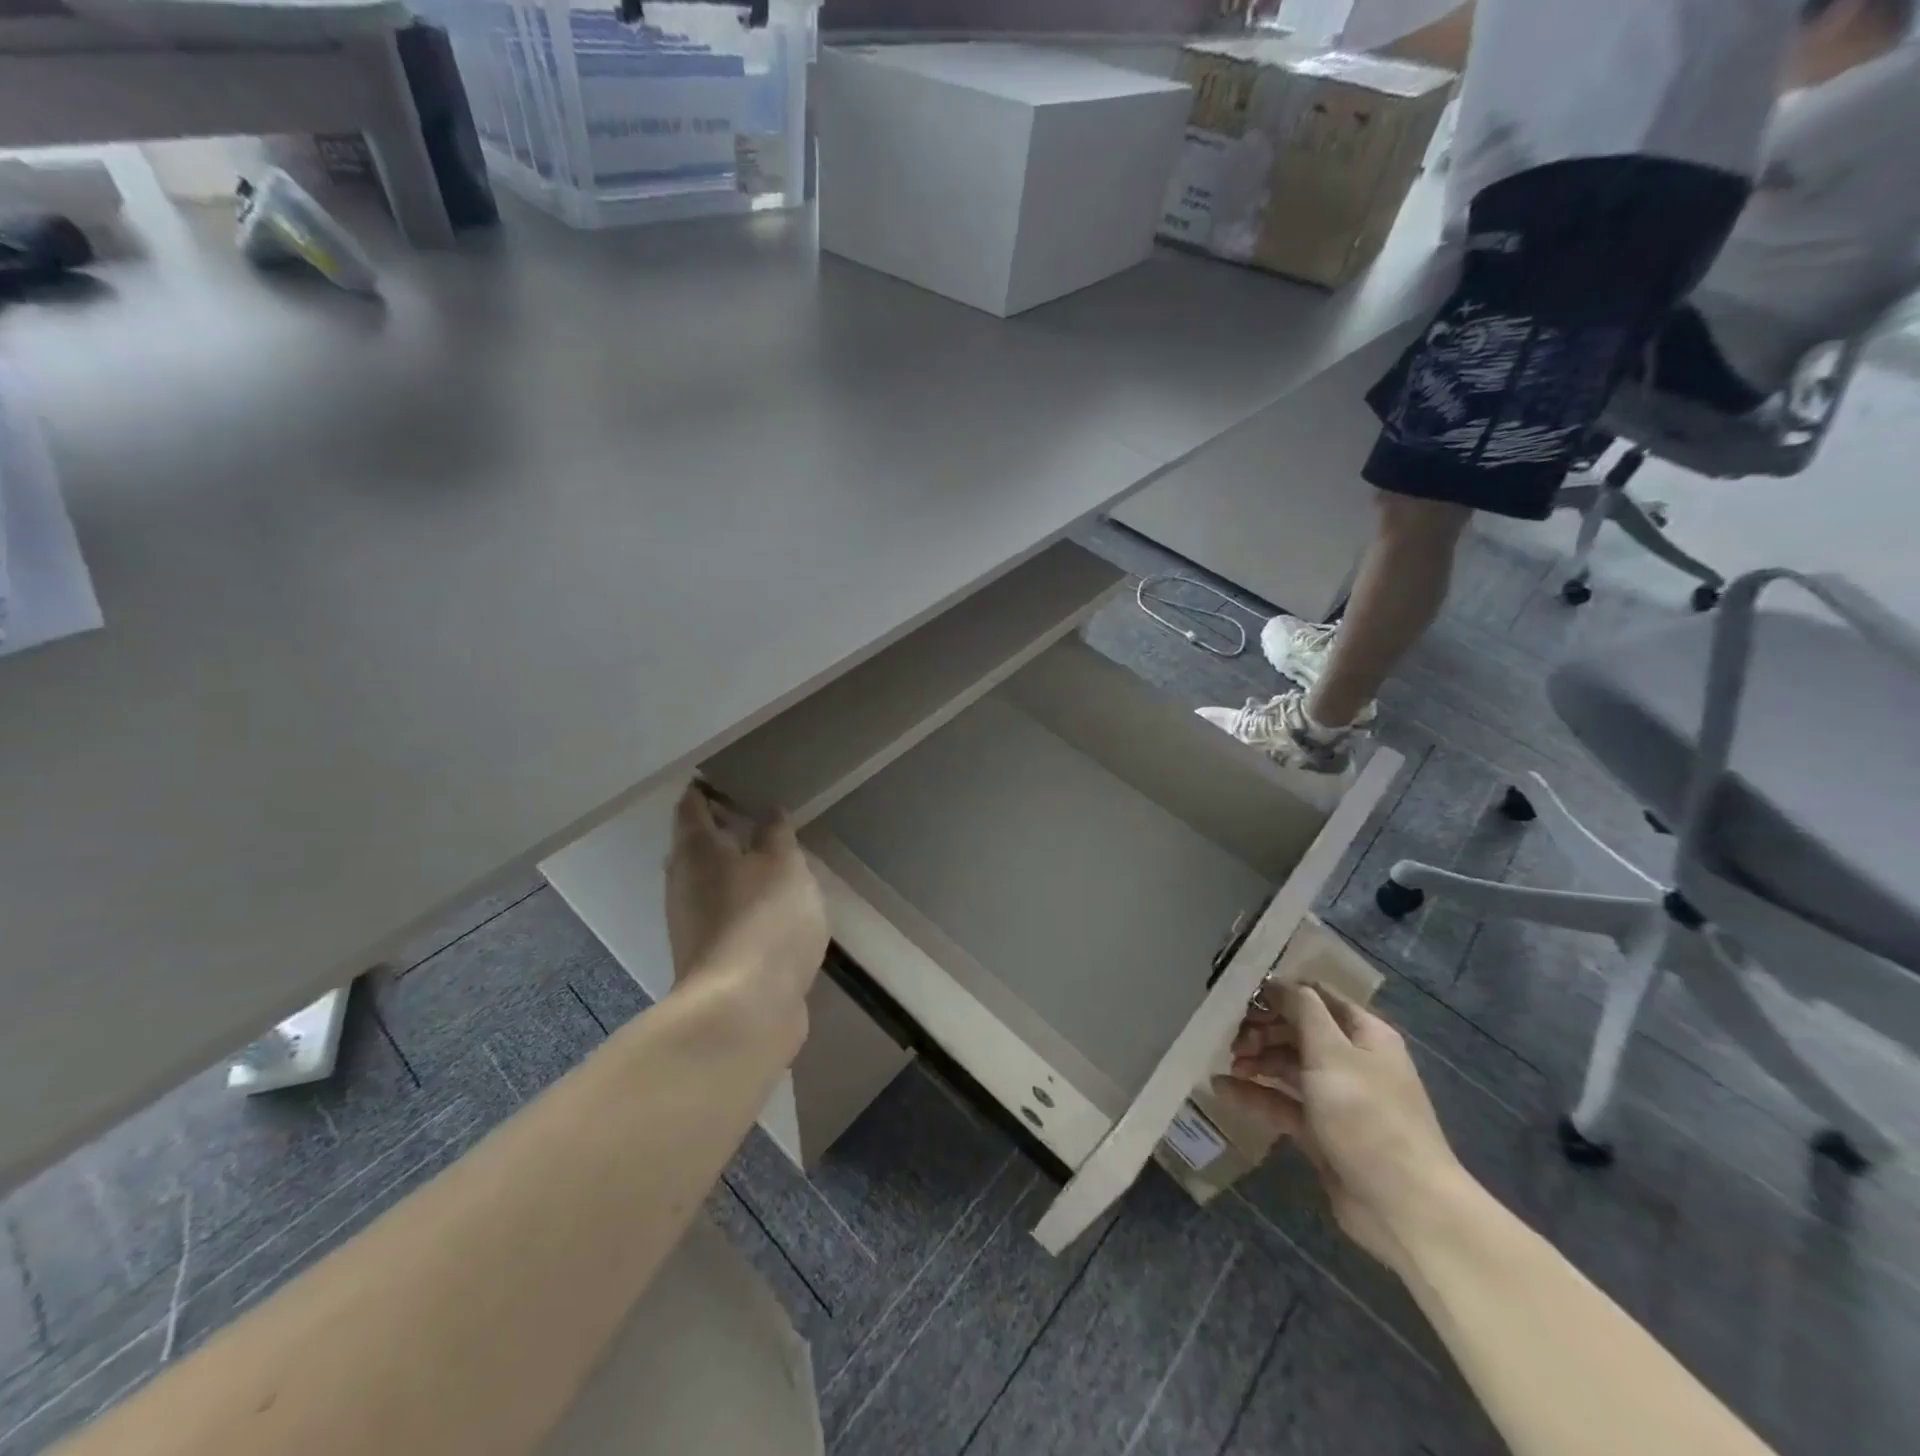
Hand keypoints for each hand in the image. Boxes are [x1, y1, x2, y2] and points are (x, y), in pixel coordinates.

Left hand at [665, 784, 827, 1008]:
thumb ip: (777, 836)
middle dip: (718, 830)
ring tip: (768, 858)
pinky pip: (722, 914)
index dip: (705, 790)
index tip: (725, 778)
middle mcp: (683, 883)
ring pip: (707, 883)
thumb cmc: (765, 921)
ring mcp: (691, 924)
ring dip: (731, 869)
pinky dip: (740, 901)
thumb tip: (768, 812)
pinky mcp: (708, 956)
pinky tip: (768, 905)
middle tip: (753, 815)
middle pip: (694, 846)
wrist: (744, 1010)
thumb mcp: (785, 866)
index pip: (692, 807)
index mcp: (696, 851)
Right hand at [1214, 986, 1463, 1270]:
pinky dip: (1255, 1095)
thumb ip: (1303, 1011)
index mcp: (1364, 1034)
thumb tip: (1280, 983)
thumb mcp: (1332, 1052)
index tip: (1241, 996)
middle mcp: (1351, 1060)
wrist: (1403, 1206)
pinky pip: (1282, 1103)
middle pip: (1298, 1031)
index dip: (1280, 992)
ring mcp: (1336, 1098)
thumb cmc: (1367, 1116)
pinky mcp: (1321, 1131)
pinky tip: (1222, 1090)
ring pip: (1288, 1066)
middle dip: (1263, 1029)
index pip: (1316, 997)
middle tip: (1232, 1038)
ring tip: (1230, 1065)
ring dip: (1257, 1060)